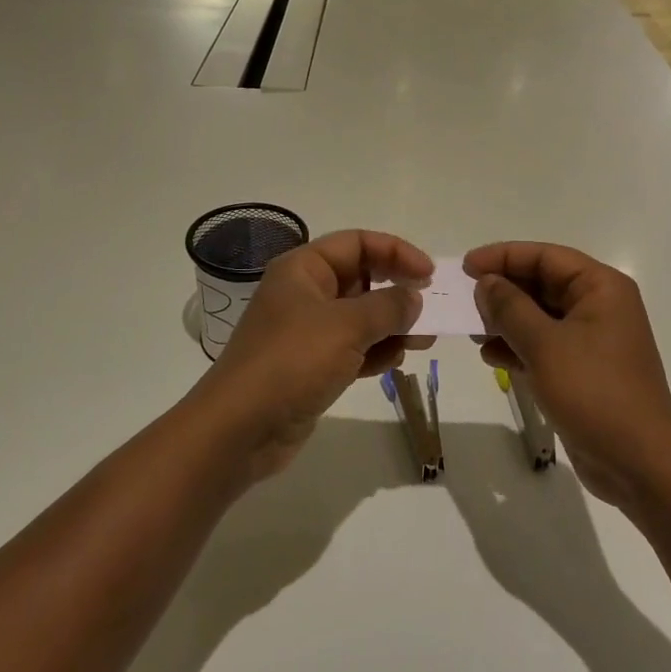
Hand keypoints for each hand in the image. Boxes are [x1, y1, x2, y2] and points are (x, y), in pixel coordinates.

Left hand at [196, 230, 432, 480]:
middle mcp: (304, 293)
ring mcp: (307, 332)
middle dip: (397, 291)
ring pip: (360, 317)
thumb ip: (388, 306)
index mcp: (303, 269)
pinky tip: (394, 362)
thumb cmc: (292, 362)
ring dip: (392, 325)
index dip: (396, 252)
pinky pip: (352, 348)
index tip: (429, 275)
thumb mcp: (347, 326)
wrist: (240, 428)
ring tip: (422, 340)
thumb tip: (414, 298)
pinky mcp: (311, 366)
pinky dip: (375, 352)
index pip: (357, 243)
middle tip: (430, 309)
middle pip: (361, 278)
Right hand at [465, 243, 670, 511]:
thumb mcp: (545, 345)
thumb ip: (510, 308)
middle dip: (503, 290)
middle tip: (463, 299)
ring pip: (539, 316)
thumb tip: (486, 282)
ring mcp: (592, 340)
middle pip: (542, 283)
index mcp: (600, 288)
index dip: (503, 256)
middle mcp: (599, 306)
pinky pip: (544, 345)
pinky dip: (518, 347)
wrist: (639, 464)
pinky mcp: (583, 370)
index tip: (466, 266)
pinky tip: (491, 357)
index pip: (546, 256)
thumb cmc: (594, 392)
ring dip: (506, 320)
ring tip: (472, 331)